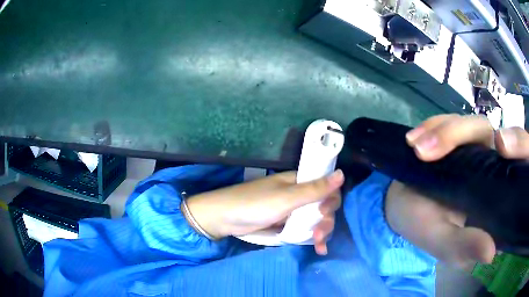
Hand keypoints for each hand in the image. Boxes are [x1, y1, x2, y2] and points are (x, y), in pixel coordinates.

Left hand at [185, 170, 343, 254]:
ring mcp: (291, 211)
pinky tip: (318, 248)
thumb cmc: (254, 204)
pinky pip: (304, 229)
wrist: (223, 218)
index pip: (326, 187)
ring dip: (321, 231)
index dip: (331, 199)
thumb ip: (314, 189)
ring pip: (315, 219)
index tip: (325, 212)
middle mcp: (298, 194)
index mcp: (298, 181)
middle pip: (323, 206)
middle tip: (319, 234)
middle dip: (326, 220)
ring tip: (319, 244)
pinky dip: (312, 238)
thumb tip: (342, 174)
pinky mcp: (285, 224)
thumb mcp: (286, 198)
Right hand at [385, 114, 528, 269]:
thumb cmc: (422, 227)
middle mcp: (491, 168)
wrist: (400, 205)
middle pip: (489, 136)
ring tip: (414, 147)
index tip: (502, 146)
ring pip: (471, 124)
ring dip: (441, 131)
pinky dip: (432, 125)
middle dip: (457, 135)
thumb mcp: (442, 243)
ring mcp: (475, 149)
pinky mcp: (458, 138)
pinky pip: (450, 120)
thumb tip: (491, 254)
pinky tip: (413, 139)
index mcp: (495, 198)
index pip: (516, 167)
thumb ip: (464, 247)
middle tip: (424, 152)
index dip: (518, 147)